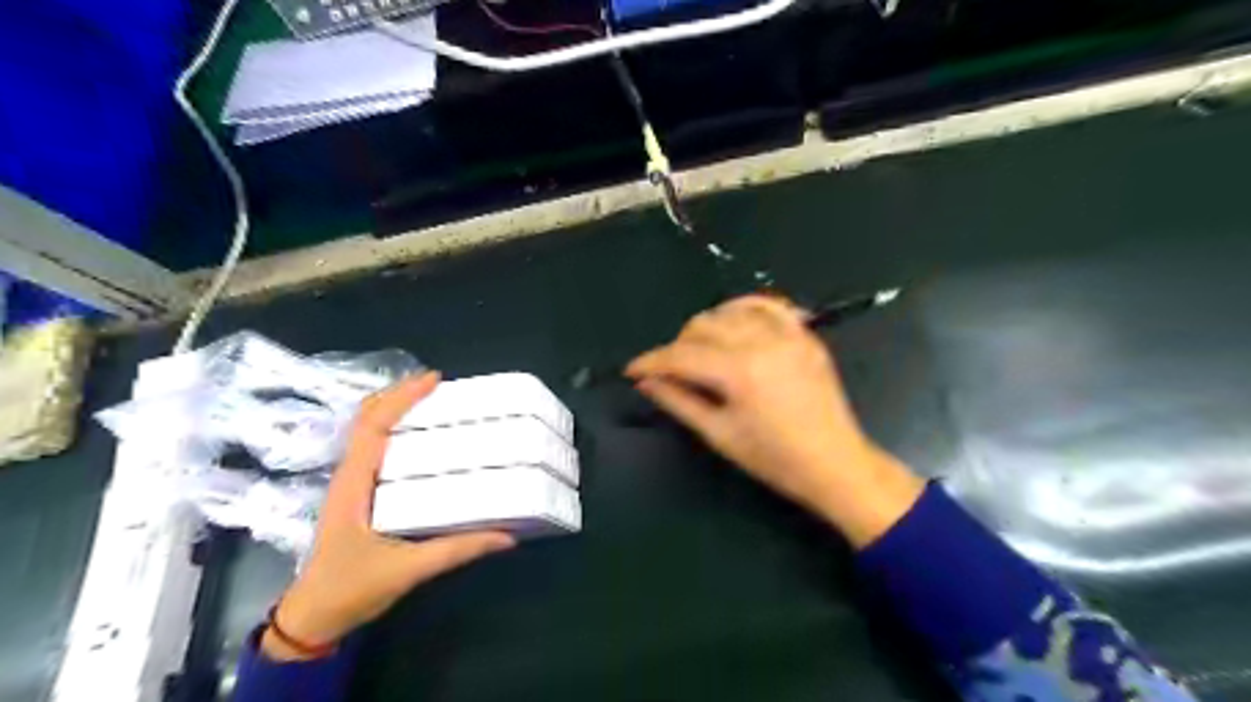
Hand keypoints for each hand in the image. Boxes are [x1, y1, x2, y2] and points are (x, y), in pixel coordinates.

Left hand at [263, 373, 517, 656]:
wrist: (313, 618)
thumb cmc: (351, 589)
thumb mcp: (408, 570)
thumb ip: (458, 550)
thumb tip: (507, 534)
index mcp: (354, 483)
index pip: (374, 425)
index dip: (402, 398)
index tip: (434, 380)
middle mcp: (351, 475)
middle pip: (369, 419)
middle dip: (400, 395)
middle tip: (441, 387)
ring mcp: (353, 484)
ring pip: (371, 432)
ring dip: (398, 411)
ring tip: (437, 403)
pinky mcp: (361, 495)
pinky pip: (378, 450)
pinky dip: (397, 432)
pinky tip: (425, 439)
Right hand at [631, 293, 919, 545]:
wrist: (834, 463)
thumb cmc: (773, 459)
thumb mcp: (719, 434)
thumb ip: (678, 401)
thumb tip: (646, 382)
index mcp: (739, 372)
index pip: (681, 355)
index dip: (651, 362)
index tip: (632, 370)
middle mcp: (762, 342)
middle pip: (702, 326)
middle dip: (677, 346)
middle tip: (670, 371)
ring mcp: (787, 334)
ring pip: (730, 311)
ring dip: (707, 327)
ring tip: (701, 352)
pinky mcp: (804, 335)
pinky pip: (769, 305)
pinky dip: (745, 308)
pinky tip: (734, 322)